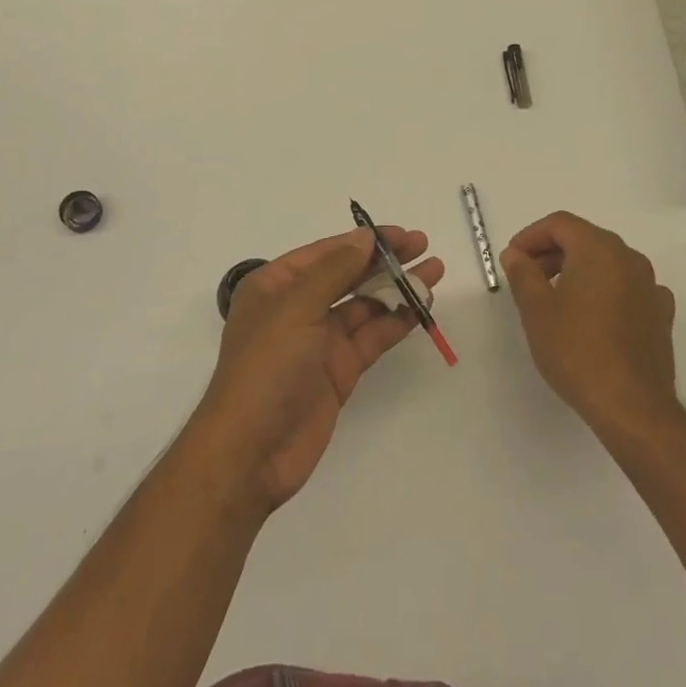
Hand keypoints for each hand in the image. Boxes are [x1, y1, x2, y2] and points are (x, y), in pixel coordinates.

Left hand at [192, 227, 443, 511]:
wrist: (251, 452)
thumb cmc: (266, 367)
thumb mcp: (296, 308)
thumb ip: (334, 271)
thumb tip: (364, 237)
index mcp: (276, 285)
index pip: (326, 252)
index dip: (364, 240)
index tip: (401, 234)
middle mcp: (297, 307)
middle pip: (348, 275)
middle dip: (385, 260)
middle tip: (424, 246)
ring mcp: (319, 340)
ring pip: (365, 305)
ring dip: (396, 288)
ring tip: (434, 273)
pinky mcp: (338, 370)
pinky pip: (371, 337)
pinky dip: (396, 322)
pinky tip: (421, 308)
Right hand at [502, 212, 677, 440]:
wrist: (632, 406)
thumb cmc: (577, 350)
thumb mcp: (536, 309)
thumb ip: (522, 273)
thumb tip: (515, 253)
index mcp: (599, 249)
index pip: (560, 224)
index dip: (531, 236)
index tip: (512, 259)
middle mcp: (629, 258)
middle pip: (584, 239)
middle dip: (552, 252)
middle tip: (527, 278)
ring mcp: (650, 286)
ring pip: (607, 263)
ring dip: (578, 270)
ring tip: (555, 299)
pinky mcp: (660, 314)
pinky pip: (627, 288)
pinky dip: (605, 291)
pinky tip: (593, 316)